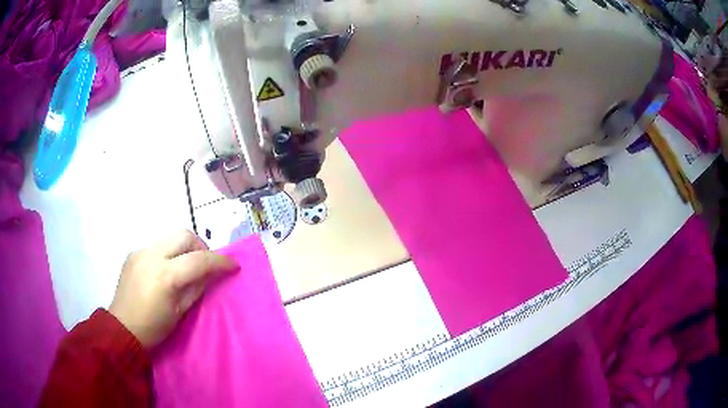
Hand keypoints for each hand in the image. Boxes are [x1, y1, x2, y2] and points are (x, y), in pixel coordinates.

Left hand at [109, 230, 238, 347]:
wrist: (122, 328)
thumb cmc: (154, 327)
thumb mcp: (180, 311)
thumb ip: (198, 287)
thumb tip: (213, 273)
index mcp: (166, 275)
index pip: (199, 259)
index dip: (220, 261)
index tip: (234, 265)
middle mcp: (152, 255)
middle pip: (184, 235)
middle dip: (201, 246)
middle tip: (206, 264)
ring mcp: (140, 251)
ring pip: (170, 237)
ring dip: (184, 248)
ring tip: (186, 268)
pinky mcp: (133, 253)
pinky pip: (157, 246)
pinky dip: (168, 254)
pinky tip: (165, 271)